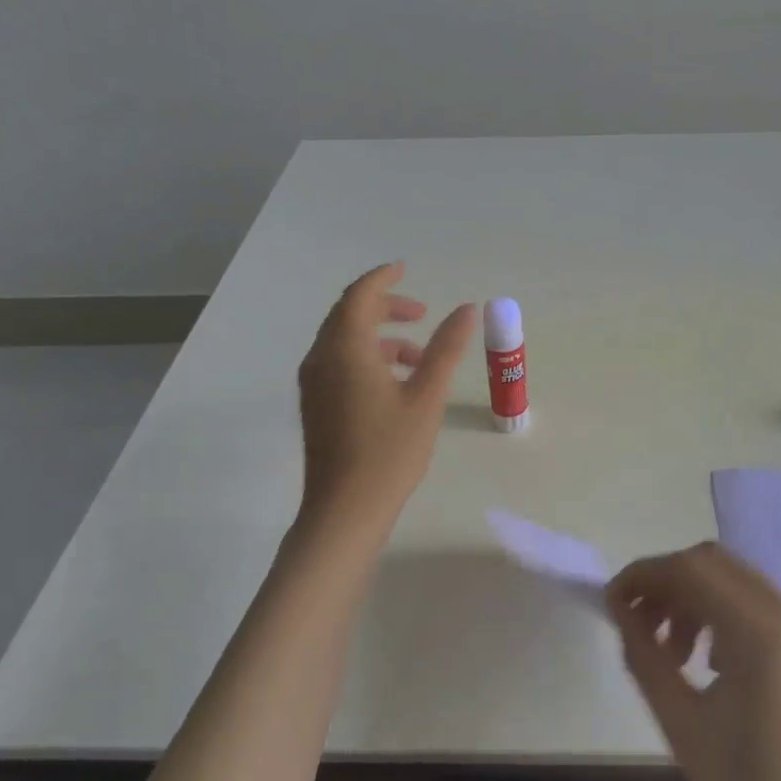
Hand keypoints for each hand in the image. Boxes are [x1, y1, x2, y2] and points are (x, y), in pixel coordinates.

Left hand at [296, 263, 475, 527]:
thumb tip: (466, 309)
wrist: (345, 511)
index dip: (383, 279)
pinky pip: (338, 363)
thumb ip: (446, 349)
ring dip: (379, 337)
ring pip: (343, 341)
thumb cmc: (390, 451)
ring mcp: (313, 384)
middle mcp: (321, 359)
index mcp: (346, 350)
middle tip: (421, 313)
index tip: (405, 269)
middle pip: (348, 315)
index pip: (359, 296)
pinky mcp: (315, 405)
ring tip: (418, 355)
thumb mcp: (427, 396)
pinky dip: (366, 357)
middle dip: (385, 308)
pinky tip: (396, 383)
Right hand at [608, 544, 780, 780]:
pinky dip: (726, 615)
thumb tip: (620, 608)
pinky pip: (762, 606)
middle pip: (715, 564)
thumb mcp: (681, 723)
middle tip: (639, 624)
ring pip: (738, 581)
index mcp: (764, 635)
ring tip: (674, 654)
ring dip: (695, 599)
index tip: (613, 602)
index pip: (692, 570)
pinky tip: (712, 663)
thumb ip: (644, 654)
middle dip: (668, 584)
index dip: (645, 575)